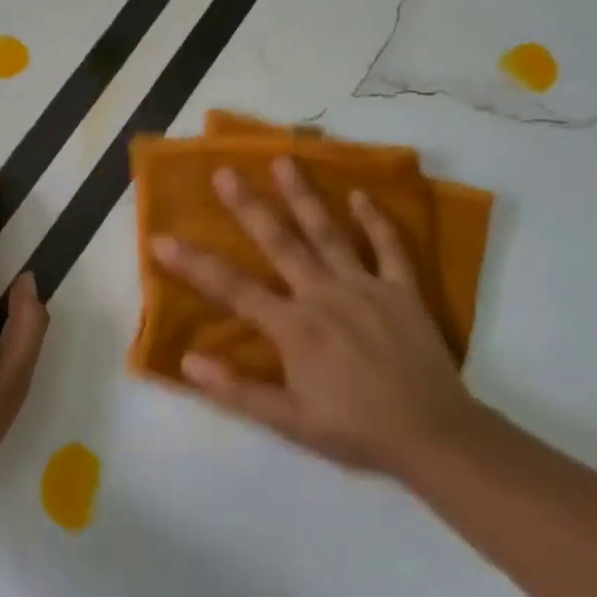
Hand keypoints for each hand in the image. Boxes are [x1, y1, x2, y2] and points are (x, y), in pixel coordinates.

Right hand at [151, 157, 478, 480]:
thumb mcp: (289, 422)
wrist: (435, 437)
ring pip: (328, 233)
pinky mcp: (402, 290)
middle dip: (248, 206)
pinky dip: (376, 220)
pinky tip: (360, 194)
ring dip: (304, 196)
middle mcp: (324, 294)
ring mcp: (366, 287)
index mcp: (294, 326)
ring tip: (284, 160)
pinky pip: (388, 248)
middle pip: (279, 243)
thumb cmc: (356, 430)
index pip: (233, 288)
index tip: (162, 239)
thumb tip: (187, 361)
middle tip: (225, 172)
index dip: (194, 264)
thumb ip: (236, 390)